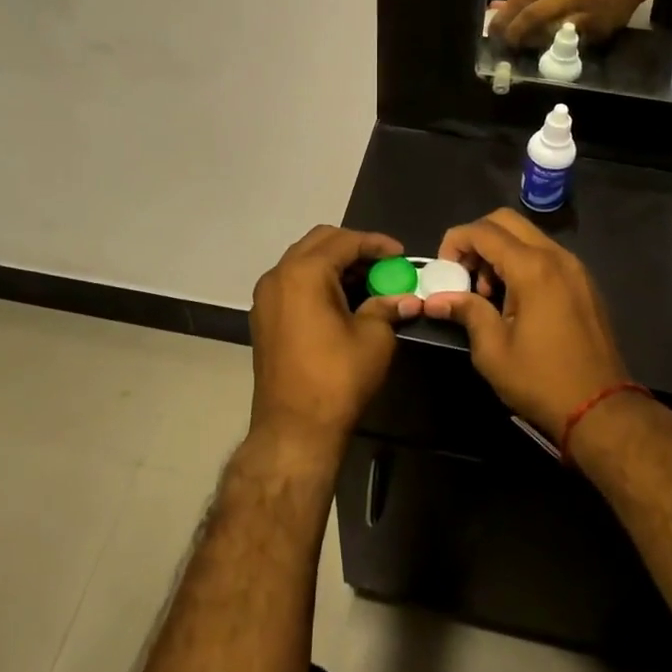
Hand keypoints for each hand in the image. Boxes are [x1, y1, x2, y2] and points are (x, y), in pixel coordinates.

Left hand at [247, 226, 418, 460]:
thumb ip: (387, 307)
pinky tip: (343, 298)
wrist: (294, 429)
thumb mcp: (374, 338)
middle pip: (320, 242)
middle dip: (354, 247)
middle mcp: (278, 275)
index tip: (401, 254)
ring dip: (335, 263)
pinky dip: (318, 281)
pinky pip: (293, 283)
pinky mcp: (263, 317)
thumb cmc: (337, 378)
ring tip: (368, 280)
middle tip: (383, 263)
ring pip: (303, 261)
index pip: (345, 241)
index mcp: (304, 272)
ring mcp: (266, 297)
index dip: (376, 244)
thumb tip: (407, 298)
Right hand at [419, 209, 631, 438]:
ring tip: (488, 294)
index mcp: (532, 268)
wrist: (602, 409)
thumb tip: (434, 300)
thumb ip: (466, 312)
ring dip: (500, 251)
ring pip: (527, 236)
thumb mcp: (493, 350)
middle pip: (506, 221)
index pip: (483, 231)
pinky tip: (514, 300)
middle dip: (477, 239)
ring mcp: (575, 267)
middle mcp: (556, 256)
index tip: (443, 269)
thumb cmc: (541, 380)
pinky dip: (522, 262)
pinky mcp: (584, 282)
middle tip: (464, 273)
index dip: (455, 241)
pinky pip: (545, 254)